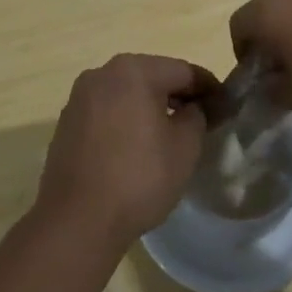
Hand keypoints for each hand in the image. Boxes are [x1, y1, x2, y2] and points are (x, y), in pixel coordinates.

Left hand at [37, 54, 217, 250]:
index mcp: (134, 70)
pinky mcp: (67, 123)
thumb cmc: (139, 178)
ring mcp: (80, 98)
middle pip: (152, 77)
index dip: (208, 87)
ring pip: (127, 94)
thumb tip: (192, 108)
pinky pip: (106, 112)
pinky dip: (126, 120)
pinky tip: (136, 147)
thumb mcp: (185, 147)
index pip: (183, 71)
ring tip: (169, 134)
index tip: (225, 105)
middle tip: (201, 119)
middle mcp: (102, 73)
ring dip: (150, 107)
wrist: (77, 221)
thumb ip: (196, 116)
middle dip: (178, 95)